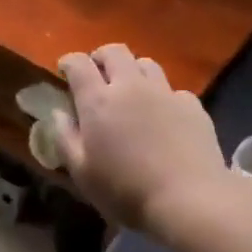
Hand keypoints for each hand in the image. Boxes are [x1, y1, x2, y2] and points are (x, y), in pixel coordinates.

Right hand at [54, 45, 231, 240]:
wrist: (189, 200)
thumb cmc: (126, 191)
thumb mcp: (82, 173)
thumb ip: (65, 138)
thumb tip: (59, 113)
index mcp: (98, 101)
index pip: (78, 63)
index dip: (69, 62)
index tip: (65, 70)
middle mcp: (131, 86)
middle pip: (115, 51)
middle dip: (101, 57)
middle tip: (98, 74)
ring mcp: (165, 93)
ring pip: (146, 63)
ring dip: (133, 71)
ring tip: (131, 90)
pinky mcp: (193, 106)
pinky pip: (174, 89)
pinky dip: (163, 96)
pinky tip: (165, 116)